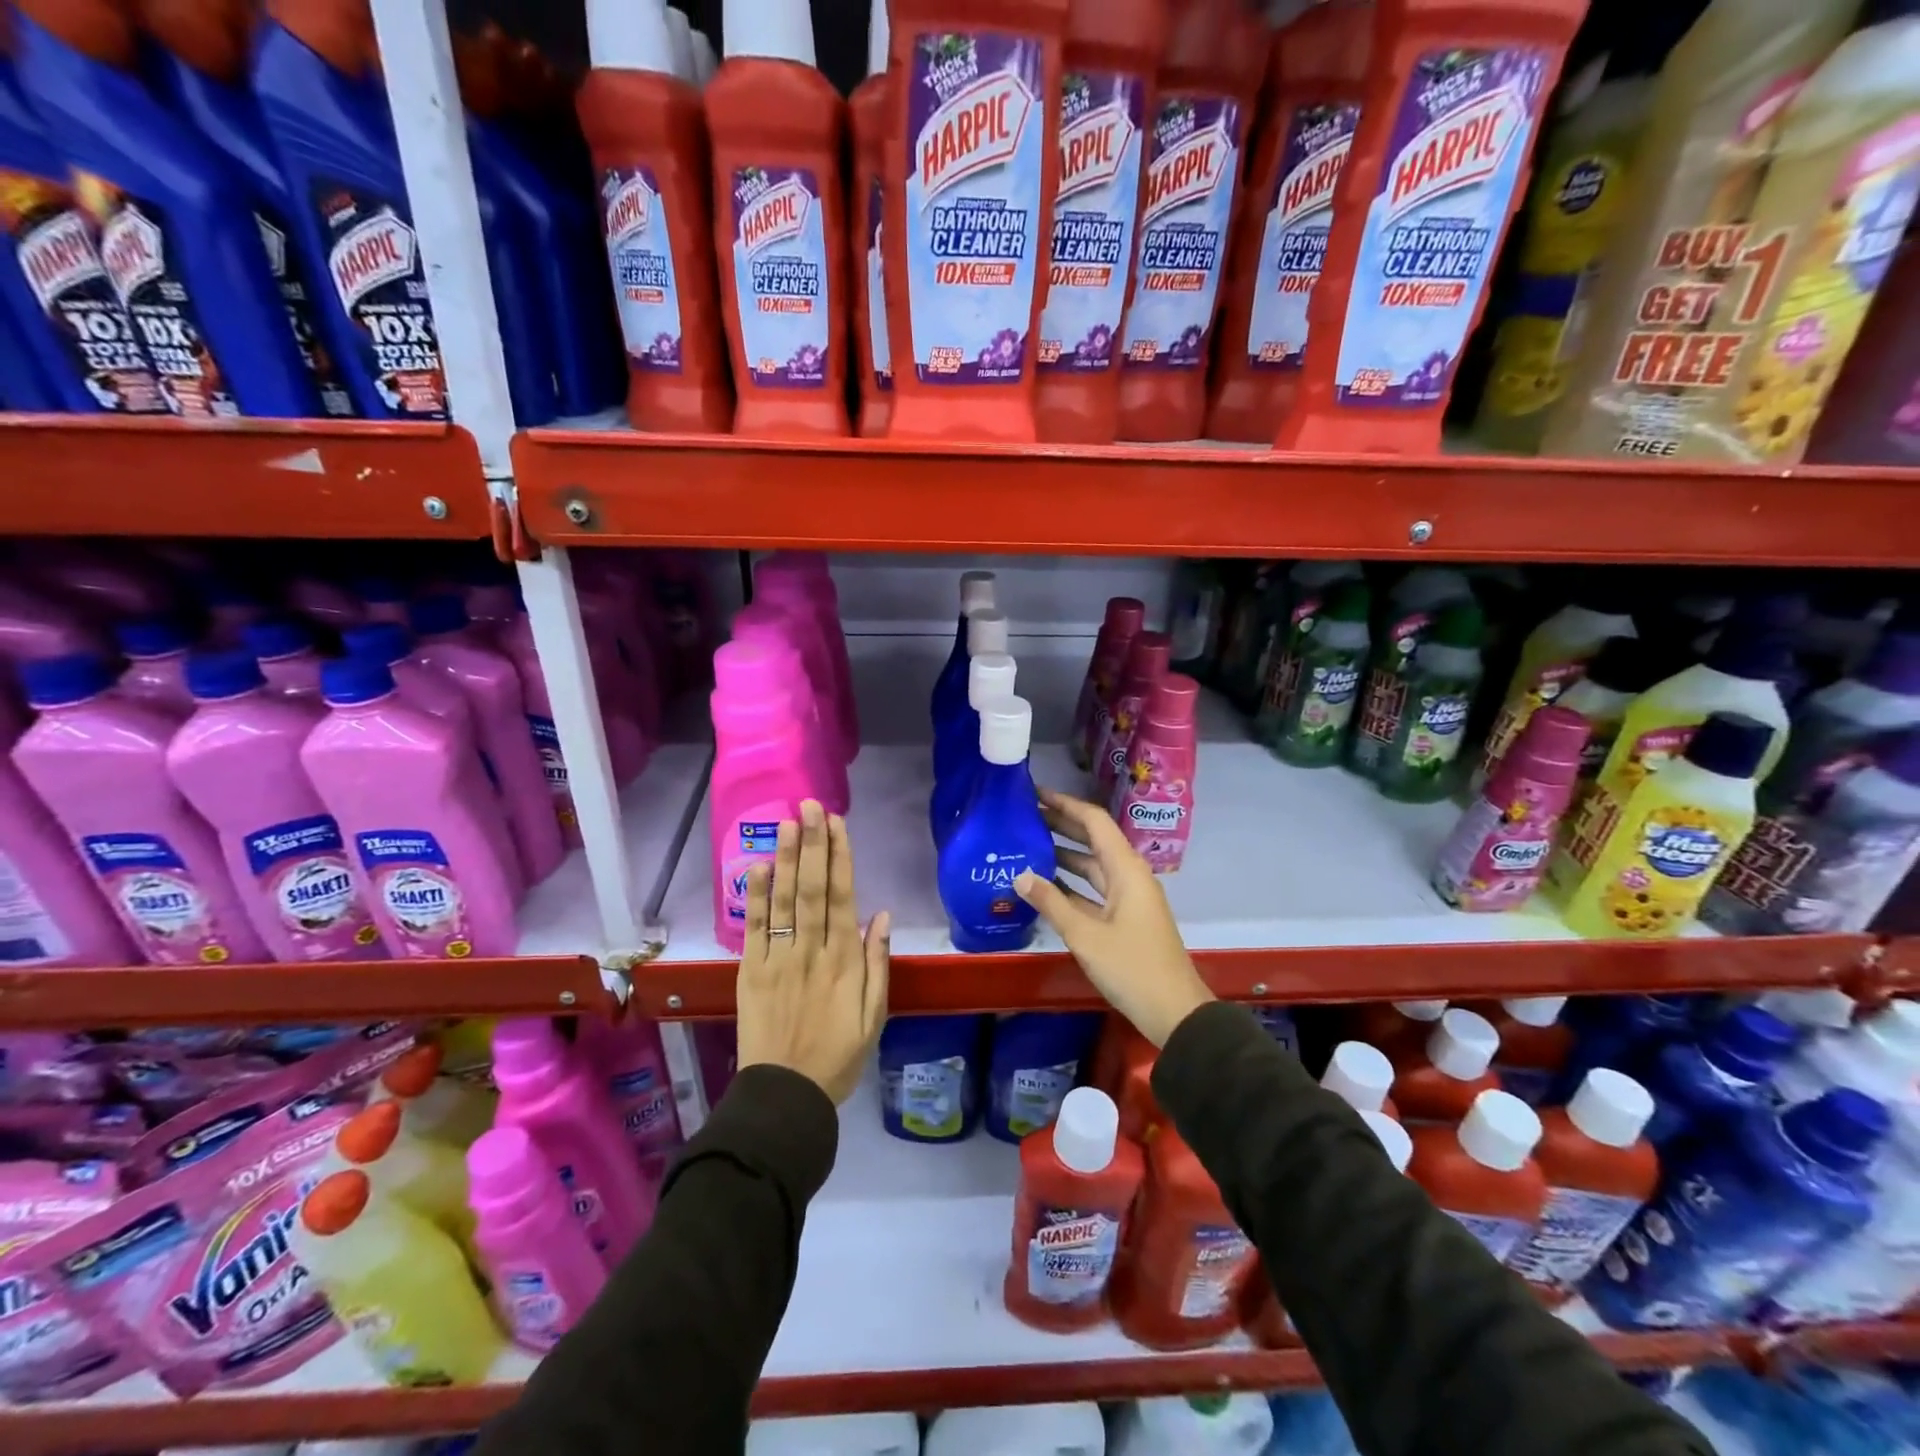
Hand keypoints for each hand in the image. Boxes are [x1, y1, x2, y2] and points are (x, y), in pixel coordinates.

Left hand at [737, 800, 890, 1104]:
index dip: (840, 857)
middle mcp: (811, 951)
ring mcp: (778, 959)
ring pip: (784, 901)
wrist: (785, 1096)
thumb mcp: (874, 1017)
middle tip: (810, 806)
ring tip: (786, 823)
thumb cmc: (838, 1057)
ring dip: (785, 859)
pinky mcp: (751, 972)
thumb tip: (882, 916)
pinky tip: (756, 867)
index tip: (837, 824)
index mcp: (845, 961)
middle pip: (812, 889)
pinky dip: (755, 897)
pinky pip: (754, 928)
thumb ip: (878, 964)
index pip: (842, 897)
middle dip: (813, 844)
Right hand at [1015, 787, 1212, 1046]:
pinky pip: (1094, 889)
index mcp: (1126, 869)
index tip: (1035, 794)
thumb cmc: (1131, 967)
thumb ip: (1051, 902)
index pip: (1094, 822)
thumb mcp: (1085, 935)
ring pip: (1093, 866)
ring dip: (1064, 854)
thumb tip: (1019, 874)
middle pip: (1093, 840)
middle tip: (1024, 816)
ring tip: (1028, 845)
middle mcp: (1129, 875)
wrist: (1174, 1012)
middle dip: (1061, 825)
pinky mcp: (1125, 918)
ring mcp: (1129, 897)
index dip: (1065, 805)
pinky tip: (1045, 885)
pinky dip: (1071, 883)